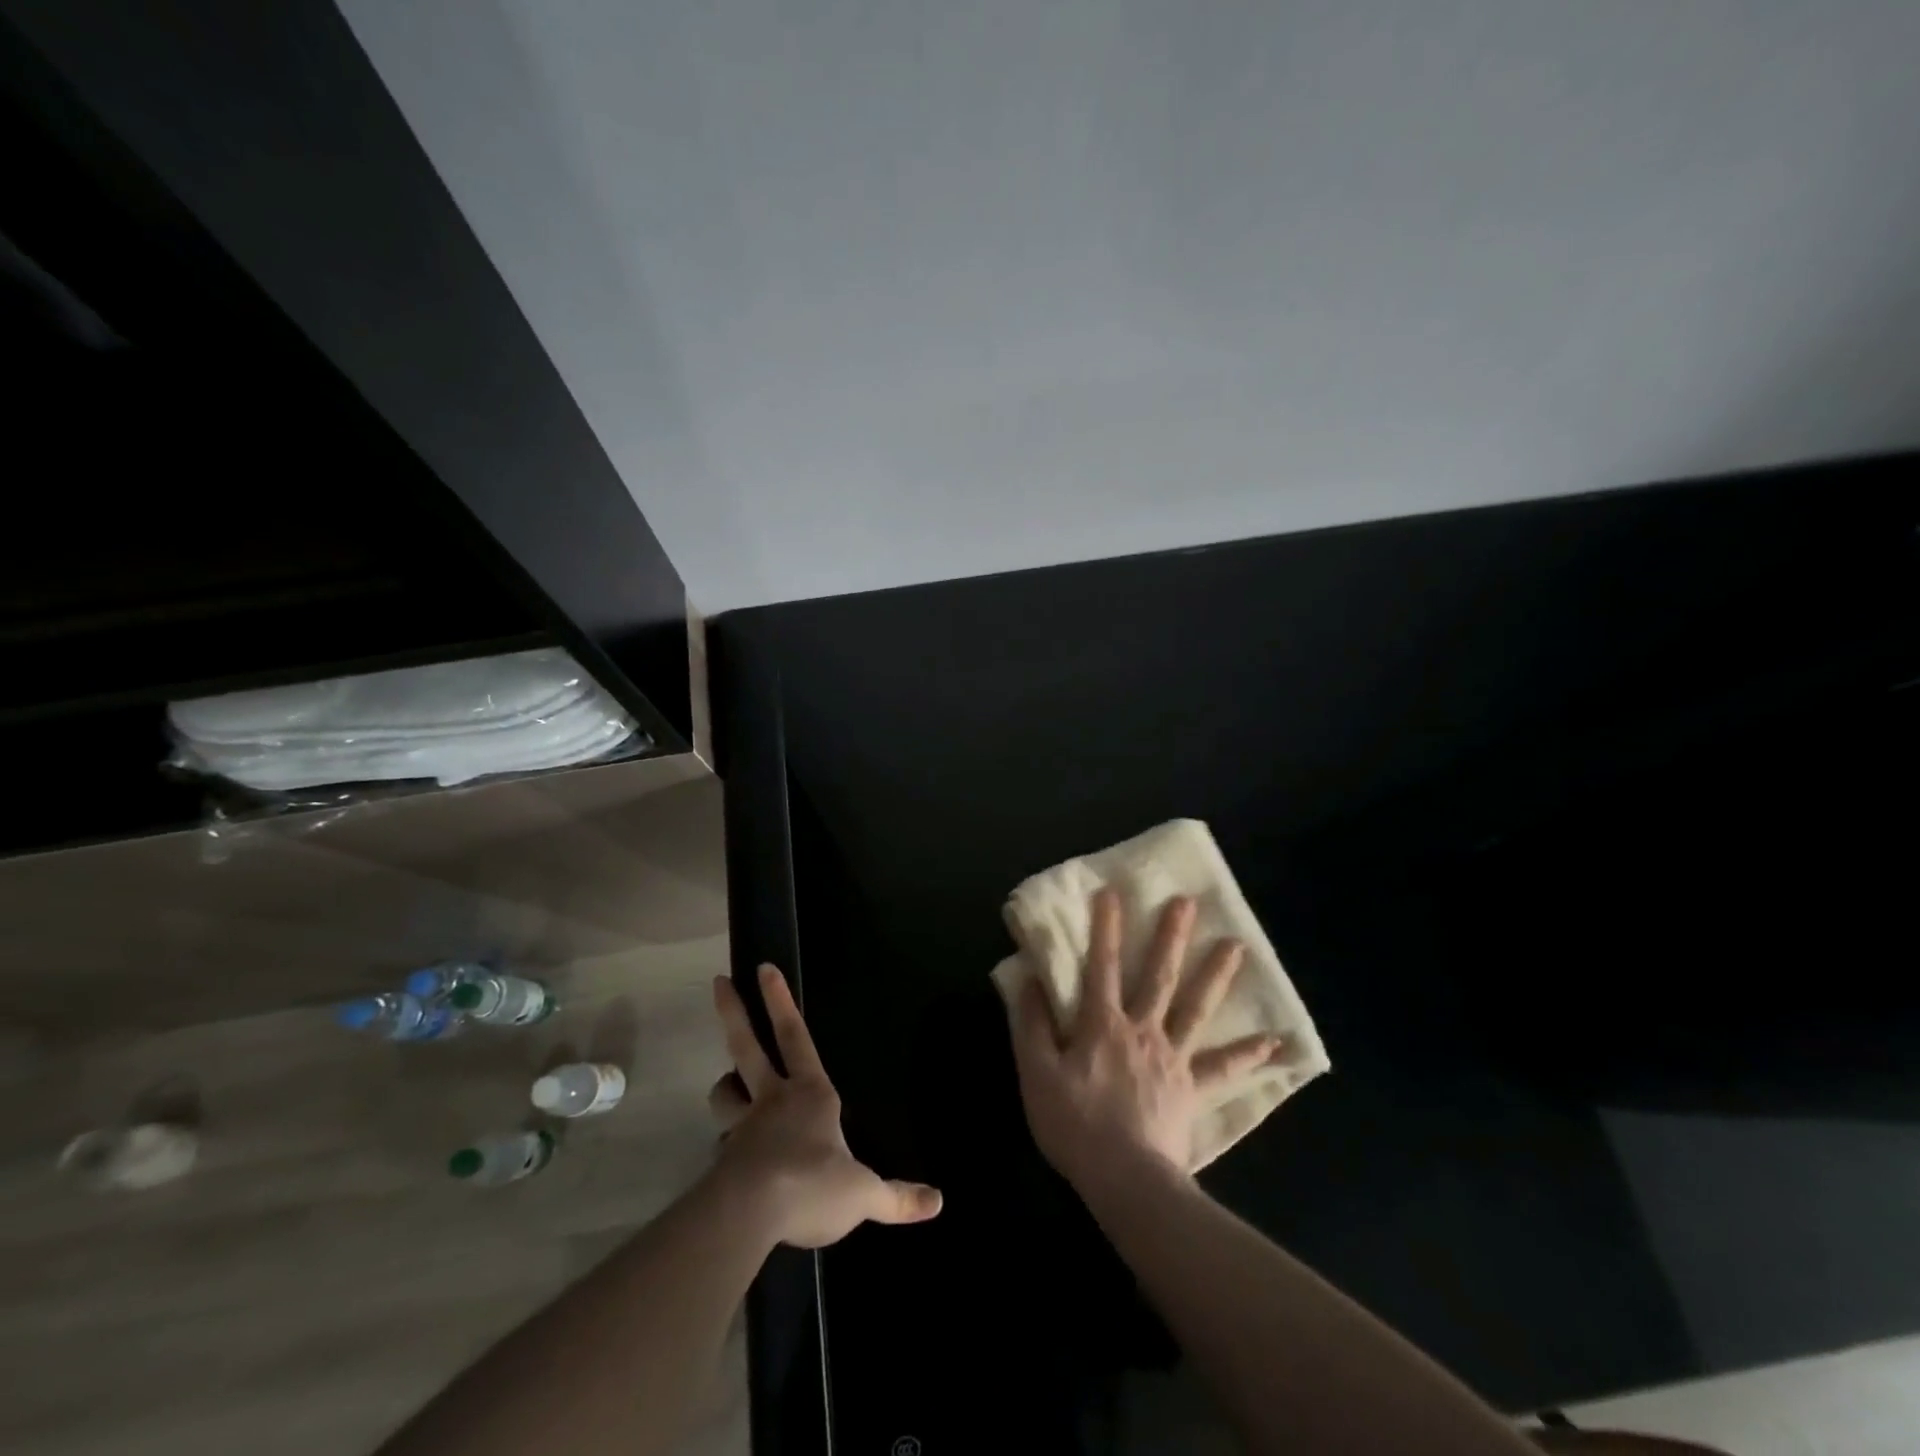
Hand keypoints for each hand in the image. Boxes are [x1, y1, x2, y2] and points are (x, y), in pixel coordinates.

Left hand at [706, 964, 941, 1248]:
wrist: (750, 1215)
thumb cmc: (813, 1185)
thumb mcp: (864, 1195)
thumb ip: (898, 1198)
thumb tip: (938, 1201)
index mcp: (810, 1094)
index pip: (795, 1035)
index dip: (781, 1000)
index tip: (764, 968)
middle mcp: (773, 1099)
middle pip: (748, 1046)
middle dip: (735, 1011)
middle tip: (719, 981)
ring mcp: (743, 1126)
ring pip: (725, 1093)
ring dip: (726, 1086)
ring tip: (728, 1085)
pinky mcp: (723, 1159)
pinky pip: (723, 1143)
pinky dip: (727, 1144)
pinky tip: (731, 1159)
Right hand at [1008, 890, 1281, 1191]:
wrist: (1124, 1178)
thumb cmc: (1074, 1123)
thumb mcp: (1036, 1072)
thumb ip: (1031, 1024)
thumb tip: (1028, 980)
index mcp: (1102, 1024)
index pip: (1101, 966)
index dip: (1104, 928)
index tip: (1112, 892)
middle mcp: (1142, 1030)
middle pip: (1158, 976)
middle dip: (1171, 937)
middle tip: (1188, 902)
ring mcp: (1172, 1057)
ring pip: (1196, 1008)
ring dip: (1216, 975)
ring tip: (1237, 945)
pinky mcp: (1191, 1087)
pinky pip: (1222, 1067)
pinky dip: (1247, 1053)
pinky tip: (1273, 1040)